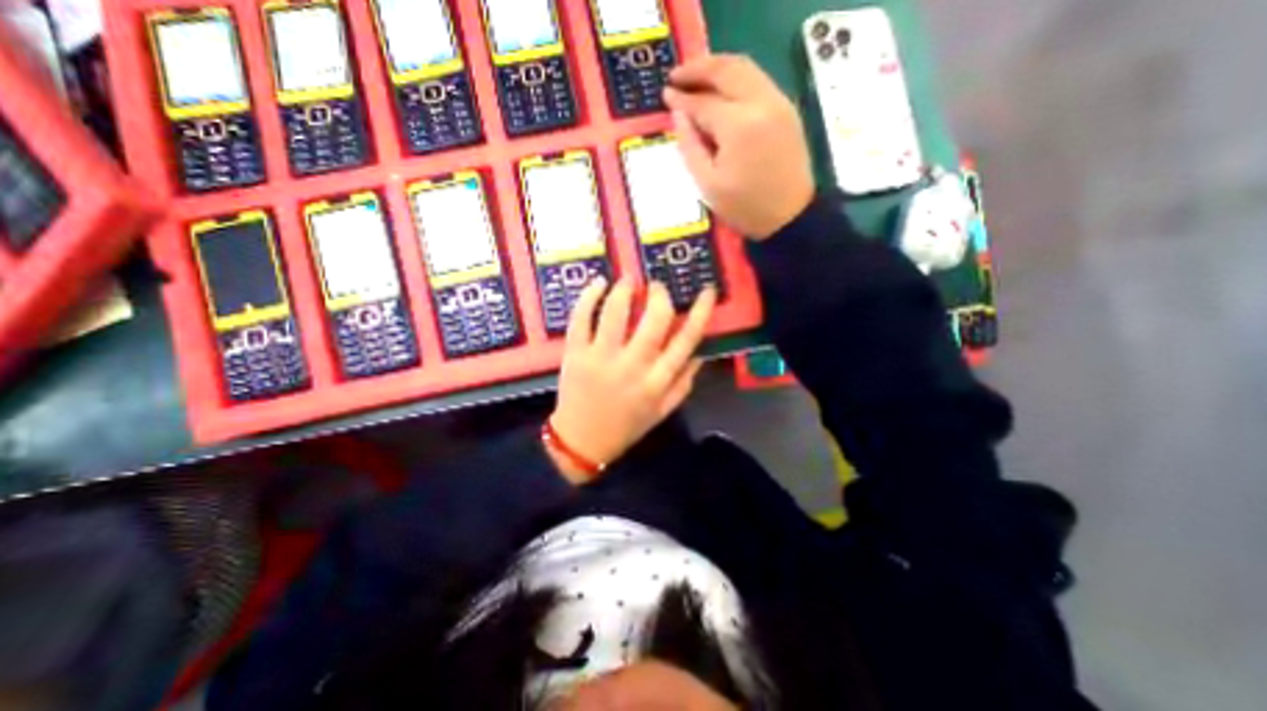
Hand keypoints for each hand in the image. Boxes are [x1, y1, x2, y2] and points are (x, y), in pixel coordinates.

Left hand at [550, 278, 716, 481]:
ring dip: (624, 289)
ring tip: (629, 279)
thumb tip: (700, 353)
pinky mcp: (575, 354)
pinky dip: (589, 297)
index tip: (707, 290)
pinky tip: (598, 283)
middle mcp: (633, 366)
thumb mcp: (662, 411)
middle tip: (657, 285)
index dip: (701, 312)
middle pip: (654, 320)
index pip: (687, 339)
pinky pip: (581, 319)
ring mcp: (601, 358)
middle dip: (659, 295)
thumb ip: (684, 382)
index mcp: (657, 381)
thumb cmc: (626, 426)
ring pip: (615, 313)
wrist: (582, 442)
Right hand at [663, 54, 809, 239]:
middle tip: (677, 75)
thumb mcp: (708, 185)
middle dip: (699, 69)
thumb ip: (690, 147)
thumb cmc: (744, 207)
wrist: (789, 216)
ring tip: (697, 77)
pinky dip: (737, 78)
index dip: (682, 98)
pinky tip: (723, 90)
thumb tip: (678, 115)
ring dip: (718, 68)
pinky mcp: (787, 109)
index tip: (665, 94)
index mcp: (737, 127)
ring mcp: (777, 103)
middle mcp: (760, 104)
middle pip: (726, 70)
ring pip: (745, 68)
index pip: (703, 103)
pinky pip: (758, 80)